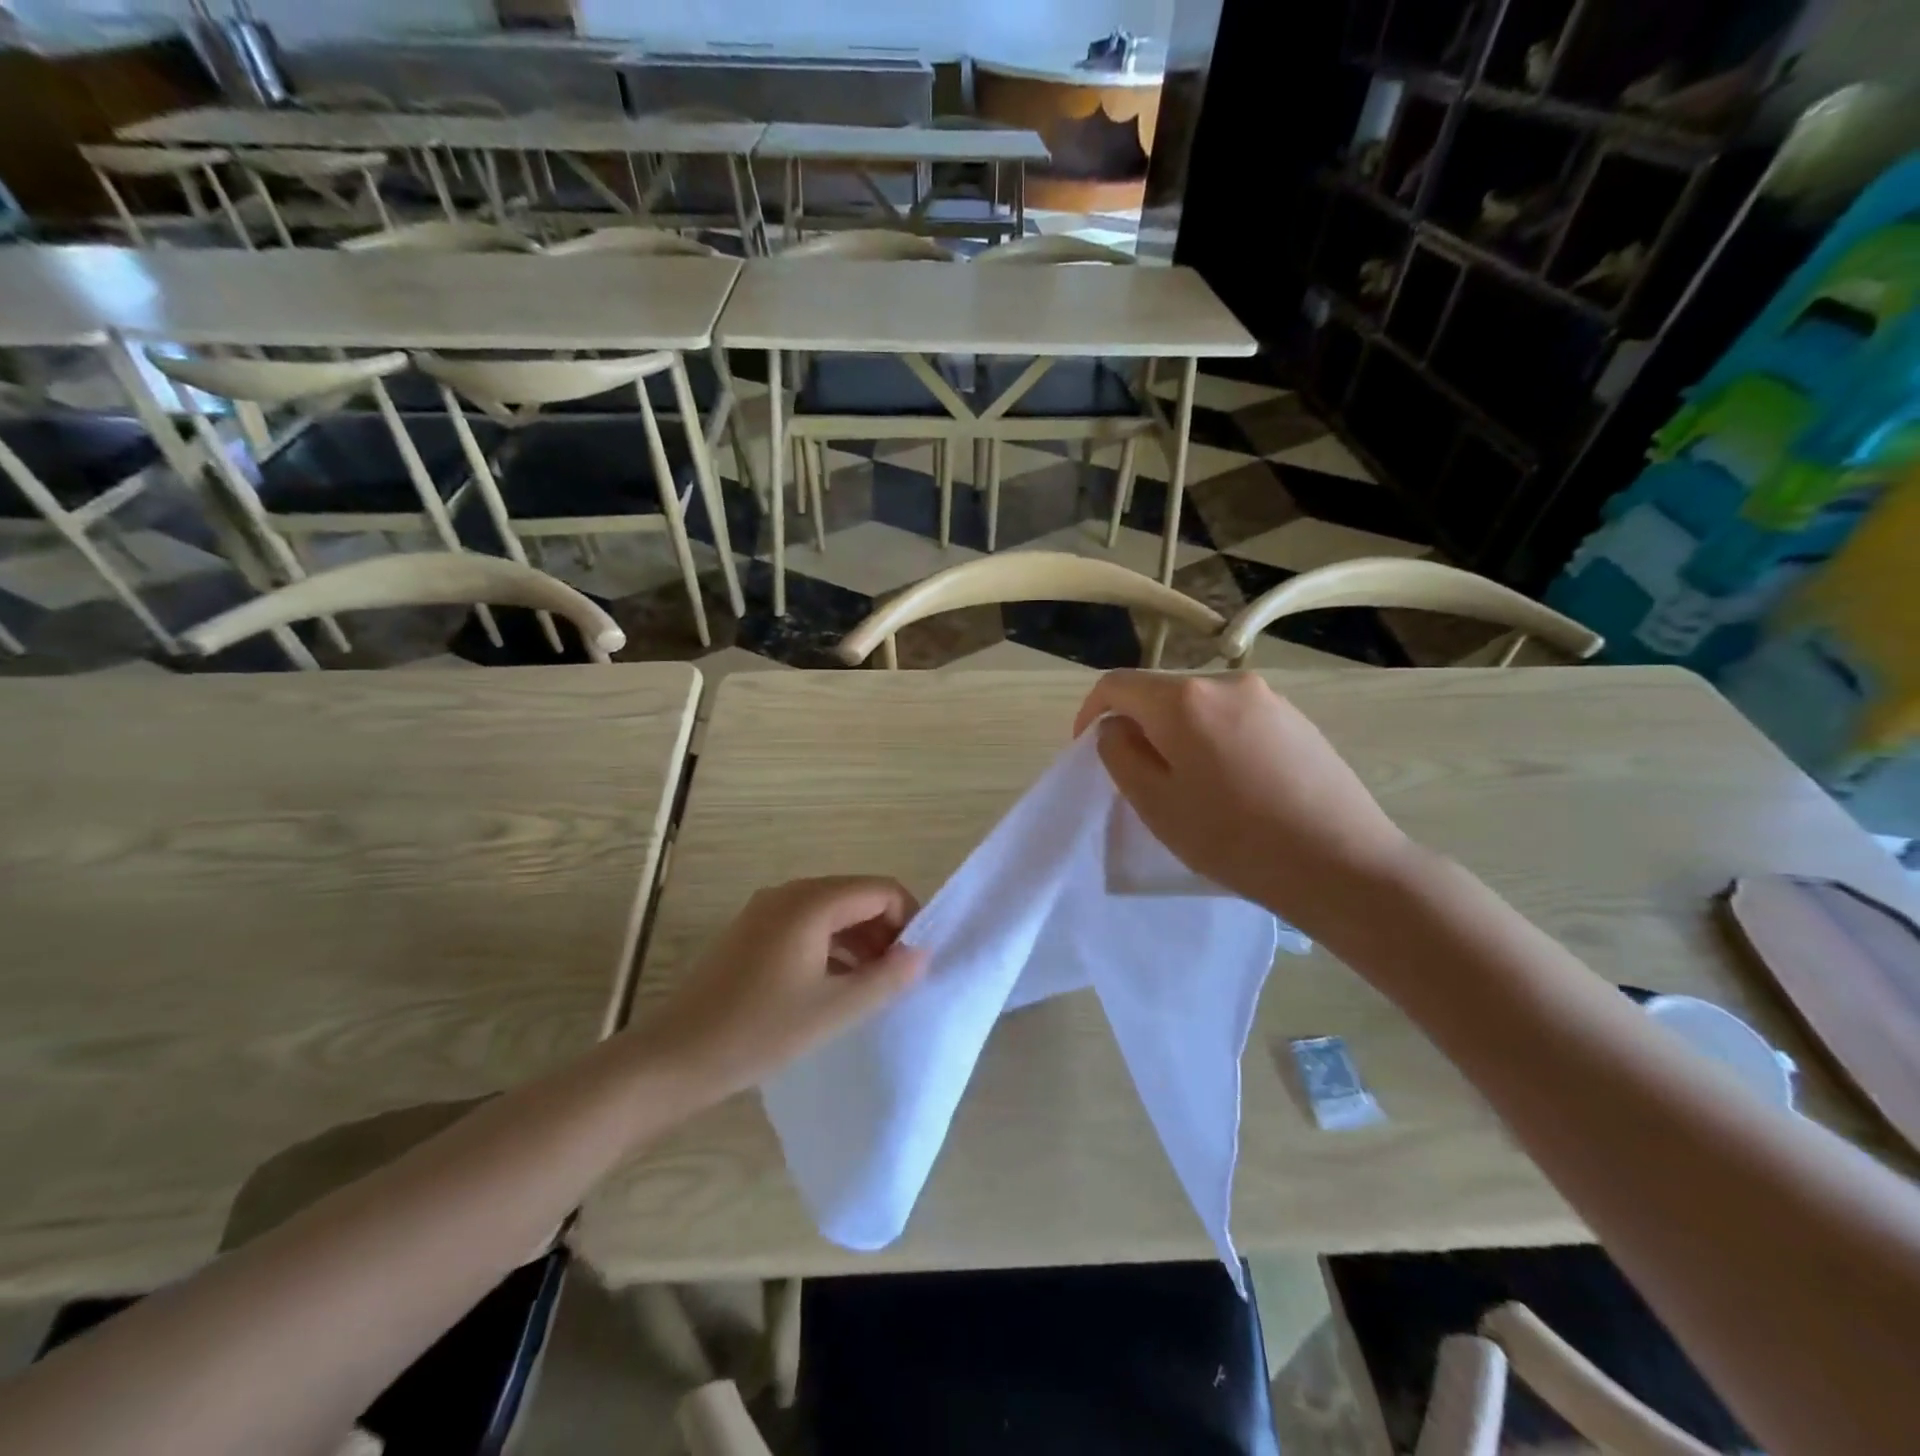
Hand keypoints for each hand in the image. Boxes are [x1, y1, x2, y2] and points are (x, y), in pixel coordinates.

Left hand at [633, 877, 925, 1097]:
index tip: (916, 962)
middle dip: (886, 930)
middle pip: (857, 896)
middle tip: (897, 977)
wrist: (675, 1056)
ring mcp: (766, 910)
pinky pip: (806, 924)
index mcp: (812, 902)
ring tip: (870, 985)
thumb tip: (922, 954)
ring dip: (859, 939)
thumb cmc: (760, 1031)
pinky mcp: (752, 930)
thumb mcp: (834, 1009)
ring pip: (832, 911)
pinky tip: (834, 984)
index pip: (882, 891)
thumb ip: (886, 978)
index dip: (909, 920)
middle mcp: (790, 893)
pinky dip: (831, 944)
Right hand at [1074, 672, 1416, 936]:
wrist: (1343, 864)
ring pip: (1200, 706)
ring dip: (1178, 734)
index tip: (1088, 748)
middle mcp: (1226, 683)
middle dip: (1138, 726)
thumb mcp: (1155, 802)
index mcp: (1184, 699)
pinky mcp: (1297, 719)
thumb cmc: (1234, 838)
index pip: (1117, 685)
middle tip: (1138, 775)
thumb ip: (1120, 753)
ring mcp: (1268, 698)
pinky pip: (1236, 718)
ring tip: (1188, 784)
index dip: (1091, 712)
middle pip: (1160, 693)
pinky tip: (1233, 784)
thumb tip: (1118, 727)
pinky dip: (1215, 740)